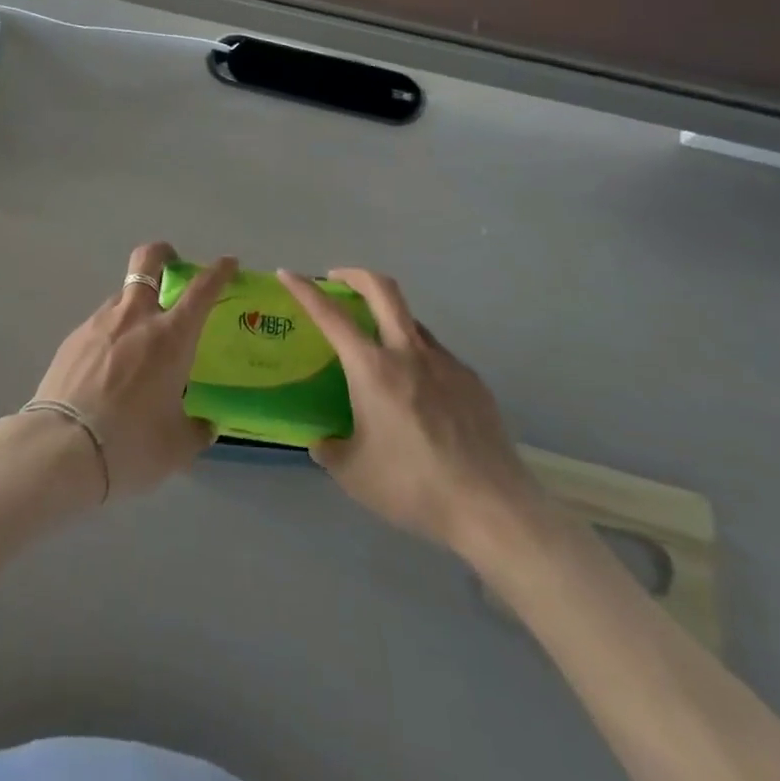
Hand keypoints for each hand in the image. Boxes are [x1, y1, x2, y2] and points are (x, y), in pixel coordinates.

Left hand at [30, 244, 237, 500]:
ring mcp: (99, 323)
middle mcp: (136, 317)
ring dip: (135, 303)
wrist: (62, 448)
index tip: (227, 263)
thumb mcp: (176, 446)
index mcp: (171, 337)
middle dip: (163, 253)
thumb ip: (196, 430)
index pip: (202, 289)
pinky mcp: (72, 338)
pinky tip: (107, 365)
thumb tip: (203, 425)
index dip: (218, 271)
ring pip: (121, 294)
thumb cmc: (131, 443)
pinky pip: (99, 323)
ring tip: (137, 339)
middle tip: (171, 264)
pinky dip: (111, 333)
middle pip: (148, 260)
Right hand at [278, 268, 547, 565]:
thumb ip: (331, 449)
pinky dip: (416, 356)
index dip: (305, 290)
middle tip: (336, 280)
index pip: (331, 315)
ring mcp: (445, 363)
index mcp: (372, 368)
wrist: (491, 507)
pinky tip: (416, 393)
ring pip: (411, 320)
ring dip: (387, 318)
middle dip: (354, 275)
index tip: (288, 274)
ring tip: (376, 348)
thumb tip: (323, 442)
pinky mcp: (472, 381)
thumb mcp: (354, 473)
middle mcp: (408, 353)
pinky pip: (435, 354)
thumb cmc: (412, 486)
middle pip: (382, 289)